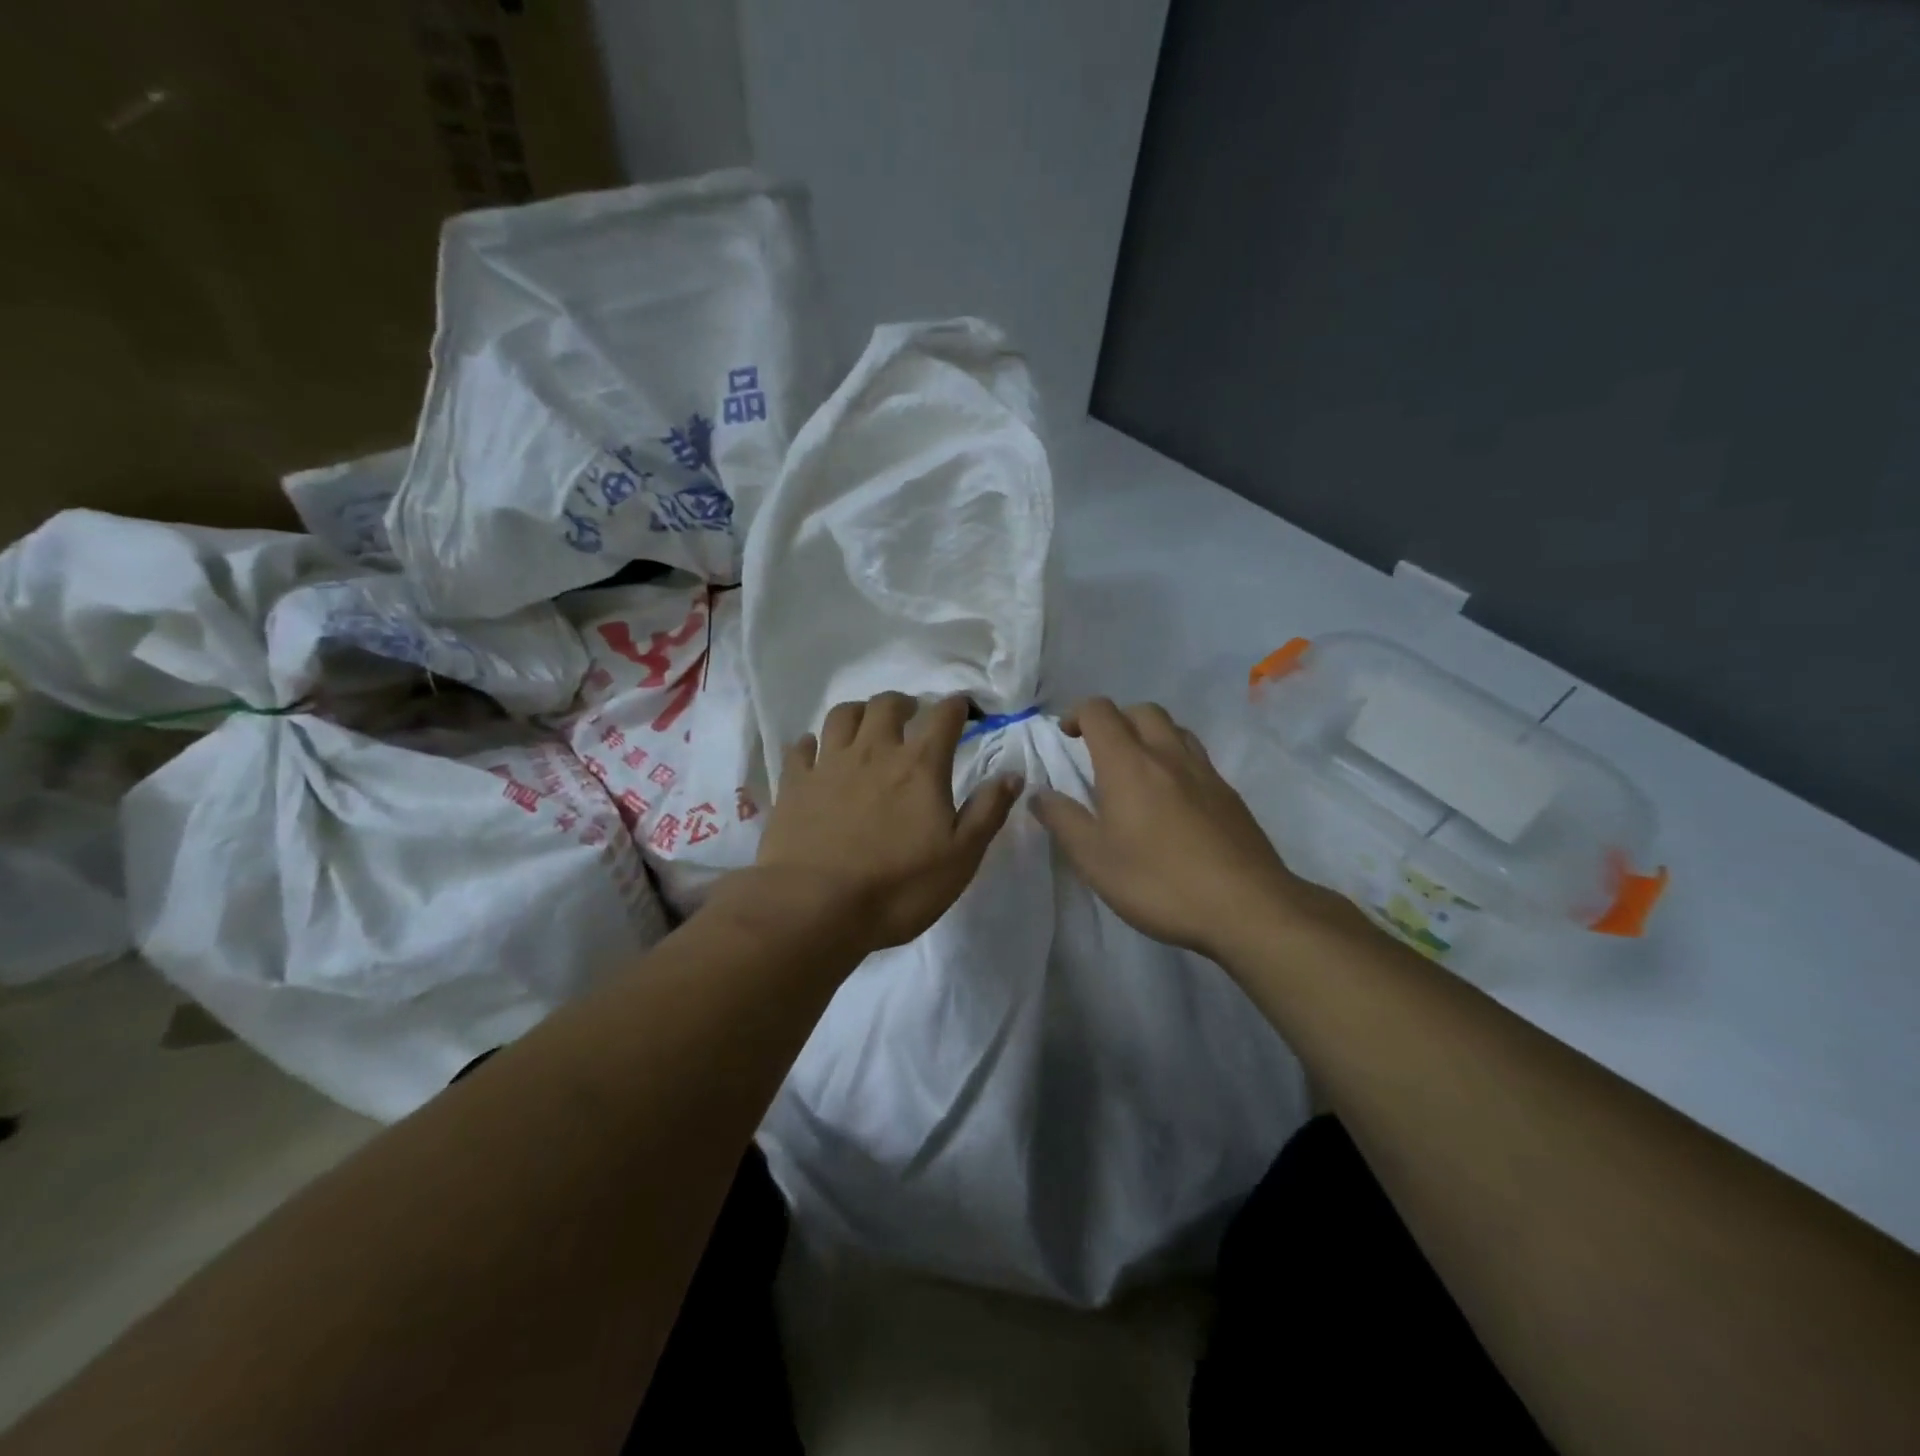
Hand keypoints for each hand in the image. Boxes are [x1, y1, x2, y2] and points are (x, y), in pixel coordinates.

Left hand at [753, 693, 1022, 954]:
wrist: (815, 908)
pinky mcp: (794, 784)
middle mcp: (874, 751)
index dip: (957, 706)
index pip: (943, 716)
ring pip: (842, 715)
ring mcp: (829, 764)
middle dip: (904, 703)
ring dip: (859, 712)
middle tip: (911, 716)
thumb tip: (1013, 774)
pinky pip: (801, 748)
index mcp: (919, 765)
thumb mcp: (961, 857)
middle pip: (887, 704)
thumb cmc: (898, 887)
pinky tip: (816, 753)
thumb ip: (987, 811)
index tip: (963, 709)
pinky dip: (812, 744)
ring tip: (866, 725)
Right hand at [1029, 698, 1321, 960]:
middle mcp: (1168, 755)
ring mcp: (1204, 772)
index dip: (1078, 714)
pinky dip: (1175, 759)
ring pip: (1174, 729)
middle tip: (1099, 750)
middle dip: (1115, 719)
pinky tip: (1171, 798)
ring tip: (1136, 768)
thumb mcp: (1094, 859)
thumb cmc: (1158, 882)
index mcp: (1128, 763)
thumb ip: (1063, 821)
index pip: (1100, 712)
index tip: (1066, 736)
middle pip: (1141, 710)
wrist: (1246, 906)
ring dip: (1149, 734)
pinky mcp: (1229, 794)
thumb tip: (1040, 794)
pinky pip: (1196, 757)